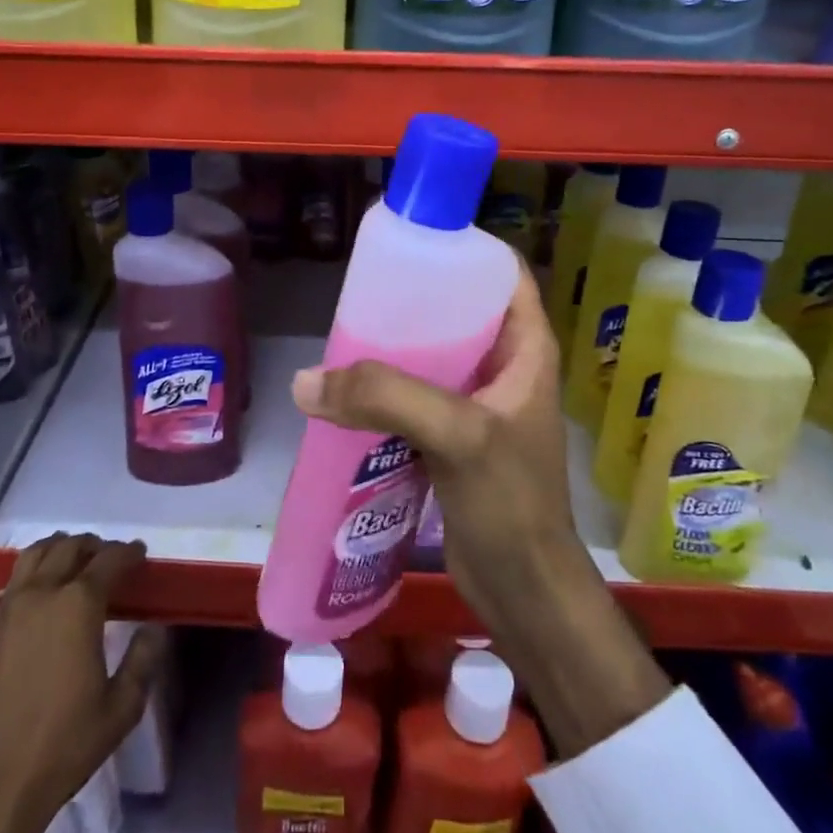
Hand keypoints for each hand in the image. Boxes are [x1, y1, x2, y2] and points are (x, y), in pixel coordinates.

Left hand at [0, 534, 166, 832]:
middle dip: (94, 545)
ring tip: (74, 562)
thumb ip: (143, 660)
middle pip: (69, 547)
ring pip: (34, 555)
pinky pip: (13, 583)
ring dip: (59, 549)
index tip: (140, 553)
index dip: (128, 552)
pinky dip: (33, 574)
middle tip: (109, 557)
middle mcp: (41, 594)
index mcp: (78, 605)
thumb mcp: (121, 709)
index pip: (109, 560)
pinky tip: (41, 597)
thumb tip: (153, 628)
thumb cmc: (63, 747)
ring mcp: (8, 610)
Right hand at [291, 264, 669, 756]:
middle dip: (412, 300)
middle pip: (456, 311)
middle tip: (362, 293)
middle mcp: (503, 367)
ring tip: (344, 335)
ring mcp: (476, 404)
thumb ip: (387, 398)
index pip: (502, 274)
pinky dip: (384, 389)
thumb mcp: (459, 435)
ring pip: (430, 355)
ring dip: (392, 347)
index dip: (463, 250)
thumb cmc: (510, 502)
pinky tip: (347, 389)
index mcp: (525, 348)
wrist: (523, 590)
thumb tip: (306, 380)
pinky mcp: (451, 438)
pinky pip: (414, 396)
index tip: (411, 242)